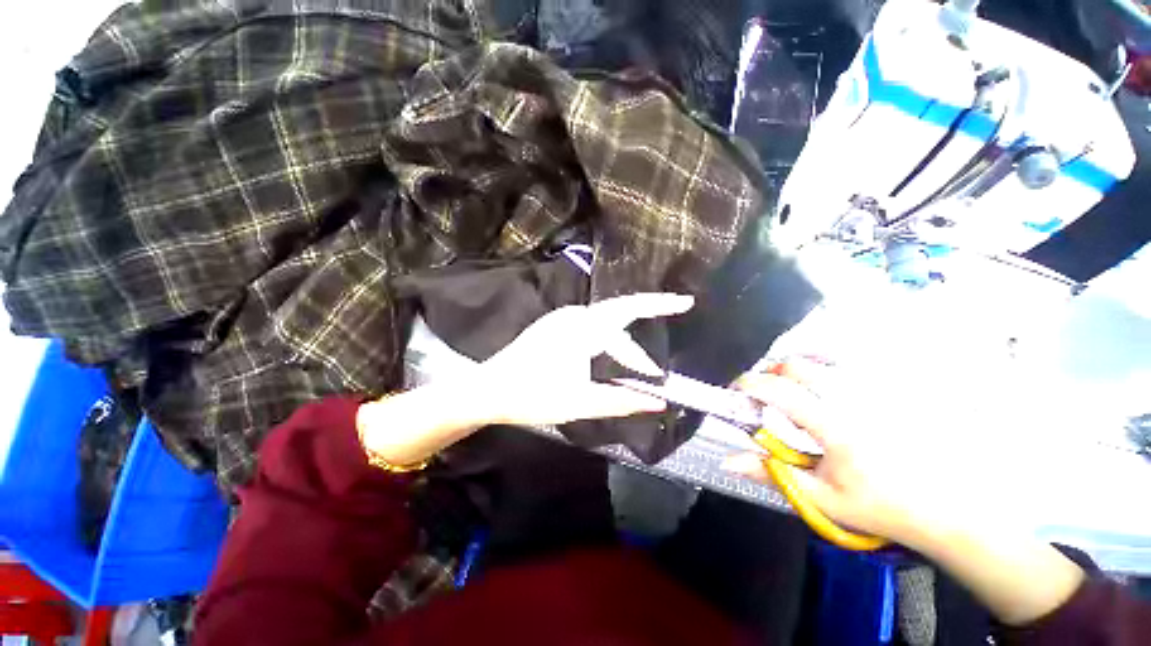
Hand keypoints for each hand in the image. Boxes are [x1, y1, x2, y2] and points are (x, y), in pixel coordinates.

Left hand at [476, 292, 693, 426]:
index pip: (629, 310)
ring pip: (605, 325)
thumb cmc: (533, 396)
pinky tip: (612, 359)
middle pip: (619, 316)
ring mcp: (562, 319)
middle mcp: (574, 316)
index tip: (685, 302)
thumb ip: (621, 400)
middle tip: (661, 352)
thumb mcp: (581, 402)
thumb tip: (658, 402)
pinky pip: (591, 327)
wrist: (490, 389)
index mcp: (582, 328)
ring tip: (639, 371)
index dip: (659, 305)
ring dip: (623, 347)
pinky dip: (607, 342)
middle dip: (645, 328)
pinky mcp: (555, 327)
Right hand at [723, 358, 975, 548]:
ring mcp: (878, 388)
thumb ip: (771, 474)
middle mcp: (856, 398)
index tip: (736, 392)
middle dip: (770, 375)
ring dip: (796, 370)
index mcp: (835, 426)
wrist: (950, 507)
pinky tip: (827, 384)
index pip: (780, 391)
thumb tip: (728, 461)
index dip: (749, 385)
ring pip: (822, 358)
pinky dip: (826, 366)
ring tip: (793, 391)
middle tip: (765, 397)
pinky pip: (850, 362)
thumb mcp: (821, 498)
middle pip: (797, 365)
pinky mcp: (894, 385)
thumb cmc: (881, 506)